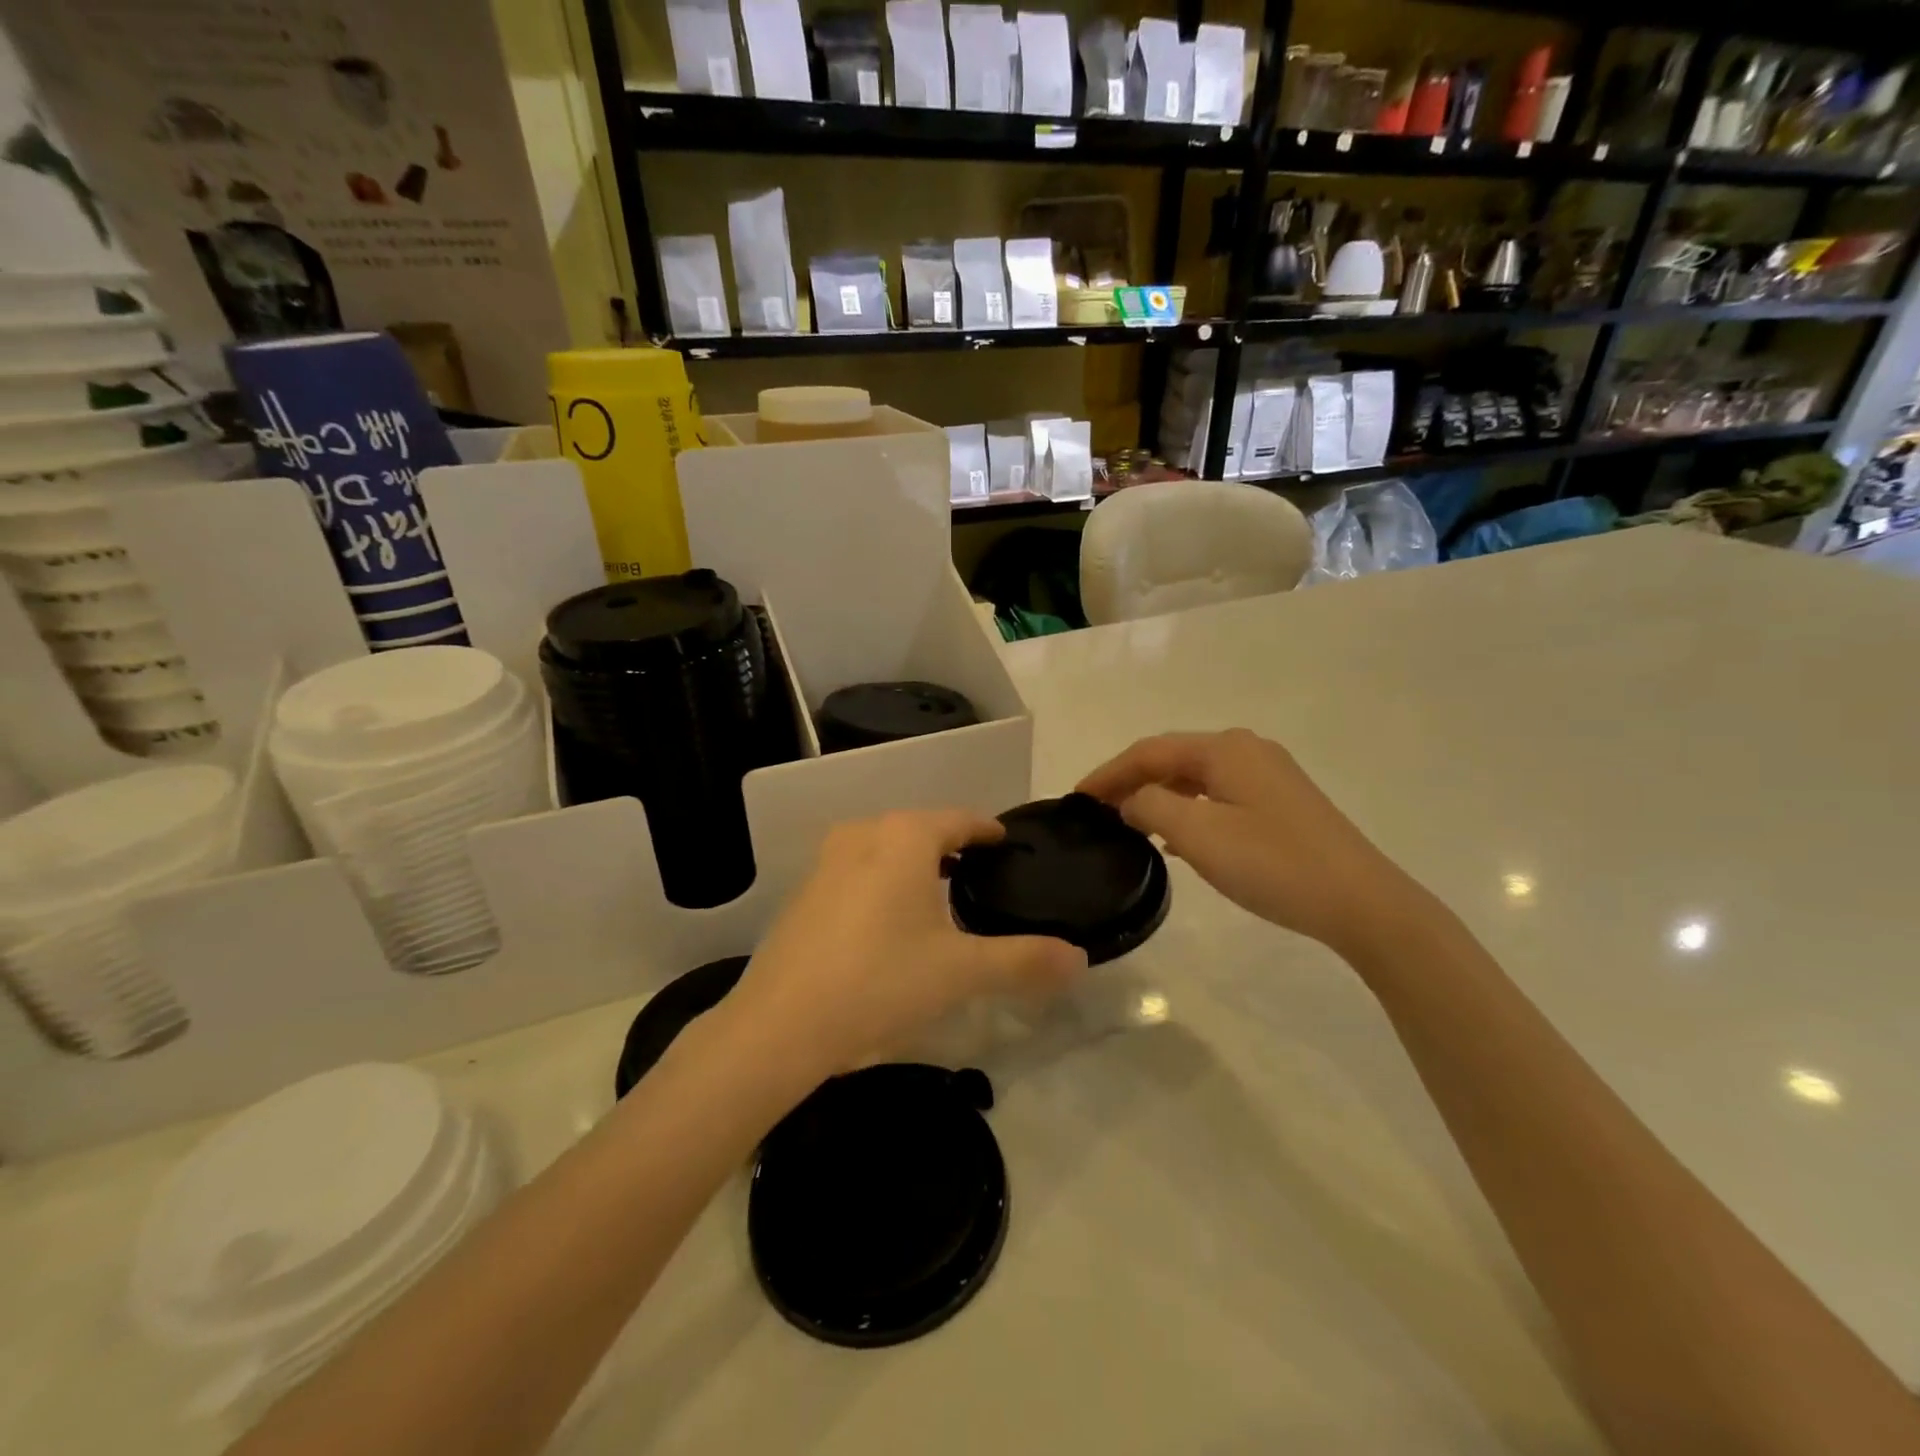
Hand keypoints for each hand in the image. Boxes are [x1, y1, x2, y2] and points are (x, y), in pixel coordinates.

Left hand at [727, 811, 1087, 1078]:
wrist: (779, 1025)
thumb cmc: (880, 981)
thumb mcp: (961, 972)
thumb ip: (1024, 960)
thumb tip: (1079, 959)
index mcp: (904, 836)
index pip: (960, 819)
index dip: (988, 831)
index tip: (1009, 846)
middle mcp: (863, 834)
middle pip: (921, 831)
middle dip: (953, 849)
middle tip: (983, 879)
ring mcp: (826, 861)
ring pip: (886, 851)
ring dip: (915, 867)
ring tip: (942, 900)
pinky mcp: (803, 893)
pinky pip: (858, 873)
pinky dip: (883, 885)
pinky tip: (891, 925)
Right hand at [1078, 730, 1427, 956]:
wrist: (1362, 902)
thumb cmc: (1273, 863)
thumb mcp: (1198, 835)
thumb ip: (1150, 807)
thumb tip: (1131, 800)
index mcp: (1224, 749)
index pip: (1149, 751)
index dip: (1108, 773)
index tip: (1076, 798)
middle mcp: (1246, 750)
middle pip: (1172, 759)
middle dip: (1131, 781)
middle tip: (1097, 811)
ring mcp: (1269, 774)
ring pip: (1196, 777)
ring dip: (1158, 796)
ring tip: (1128, 824)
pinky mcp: (1282, 801)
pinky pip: (1218, 795)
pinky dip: (1187, 808)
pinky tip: (1177, 836)